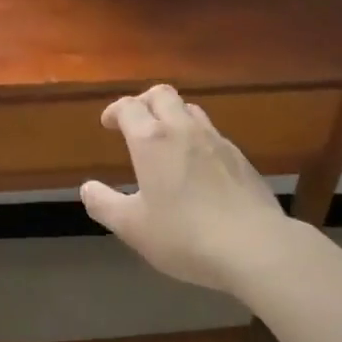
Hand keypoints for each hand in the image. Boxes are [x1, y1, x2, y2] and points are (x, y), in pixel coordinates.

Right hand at [81, 85, 287, 292]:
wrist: (254, 246)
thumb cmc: (184, 235)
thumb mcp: (133, 227)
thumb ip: (105, 205)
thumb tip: (87, 188)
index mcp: (152, 140)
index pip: (129, 107)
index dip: (115, 111)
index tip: (108, 123)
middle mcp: (183, 130)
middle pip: (162, 95)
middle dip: (144, 101)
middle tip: (136, 122)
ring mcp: (216, 141)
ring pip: (190, 109)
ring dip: (173, 115)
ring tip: (166, 140)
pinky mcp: (240, 158)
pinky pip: (212, 134)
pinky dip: (197, 138)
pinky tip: (198, 166)